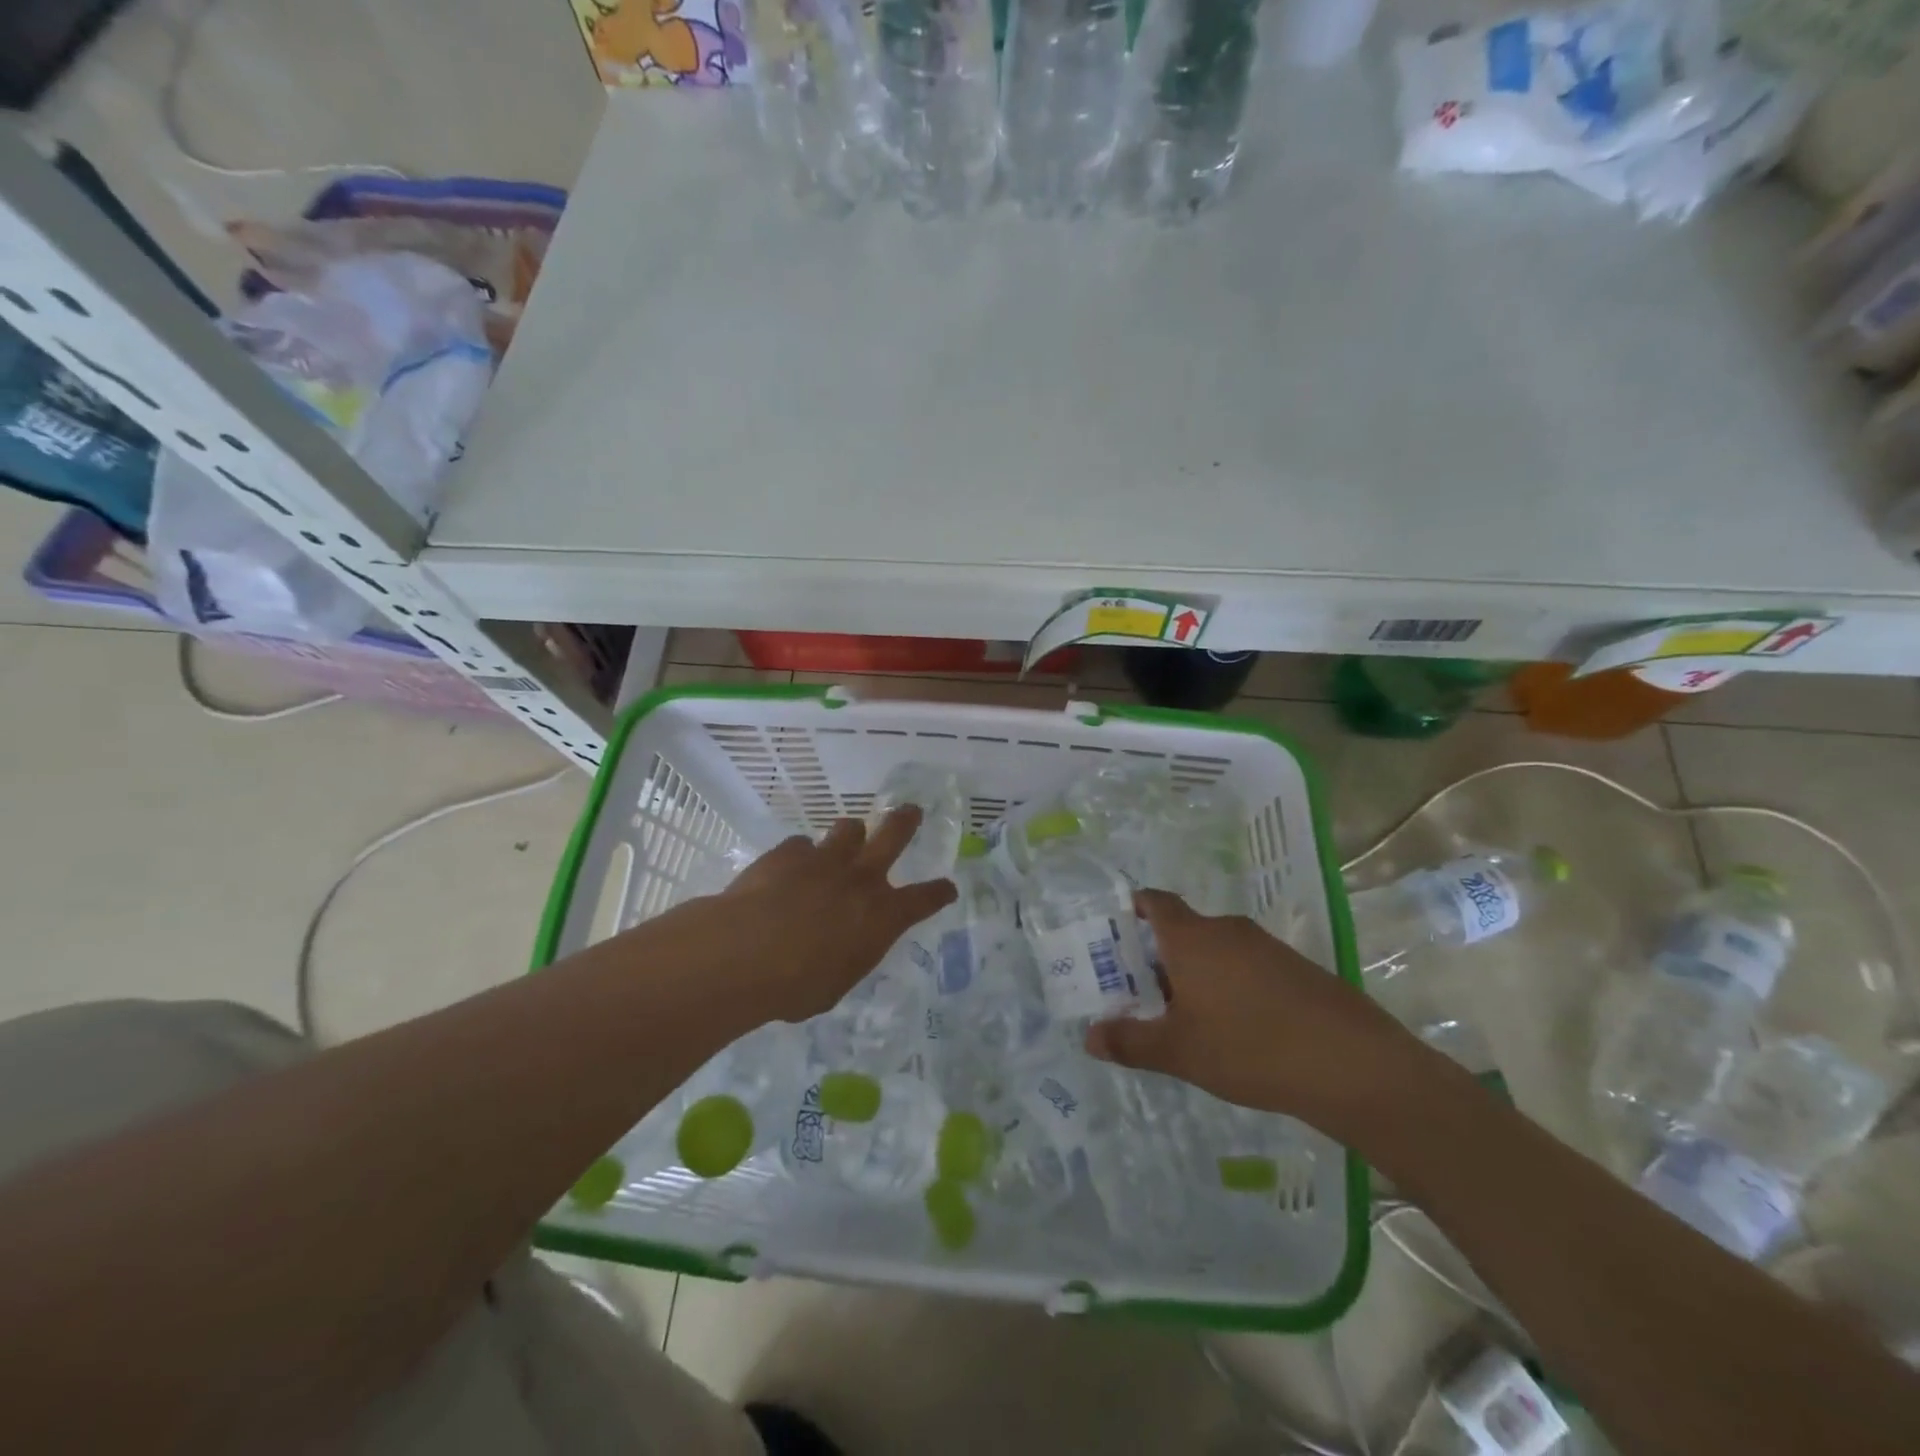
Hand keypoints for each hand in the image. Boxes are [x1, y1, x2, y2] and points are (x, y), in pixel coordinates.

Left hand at [670, 807, 956, 1023]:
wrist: (744, 953)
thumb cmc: (797, 985)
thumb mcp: (837, 984)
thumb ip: (849, 957)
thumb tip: (845, 949)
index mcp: (882, 916)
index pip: (924, 900)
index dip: (939, 893)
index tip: (947, 887)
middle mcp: (861, 878)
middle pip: (894, 835)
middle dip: (905, 821)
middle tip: (911, 811)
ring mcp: (824, 859)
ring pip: (849, 829)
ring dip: (850, 835)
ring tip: (846, 840)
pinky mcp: (788, 852)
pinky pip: (802, 845)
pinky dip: (801, 855)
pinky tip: (789, 868)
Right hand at [1085, 890, 1438, 1144]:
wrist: (1354, 1065)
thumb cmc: (1250, 1048)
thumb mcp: (1179, 1051)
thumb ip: (1130, 1041)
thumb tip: (1089, 1036)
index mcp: (1191, 937)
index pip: (1154, 902)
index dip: (1132, 909)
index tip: (1114, 932)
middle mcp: (1227, 930)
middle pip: (1182, 930)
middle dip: (1158, 956)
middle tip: (1140, 992)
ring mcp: (1266, 947)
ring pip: (1215, 950)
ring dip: (1195, 973)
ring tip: (1184, 1017)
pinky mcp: (1296, 969)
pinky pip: (1246, 966)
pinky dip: (1229, 985)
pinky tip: (1234, 1029)